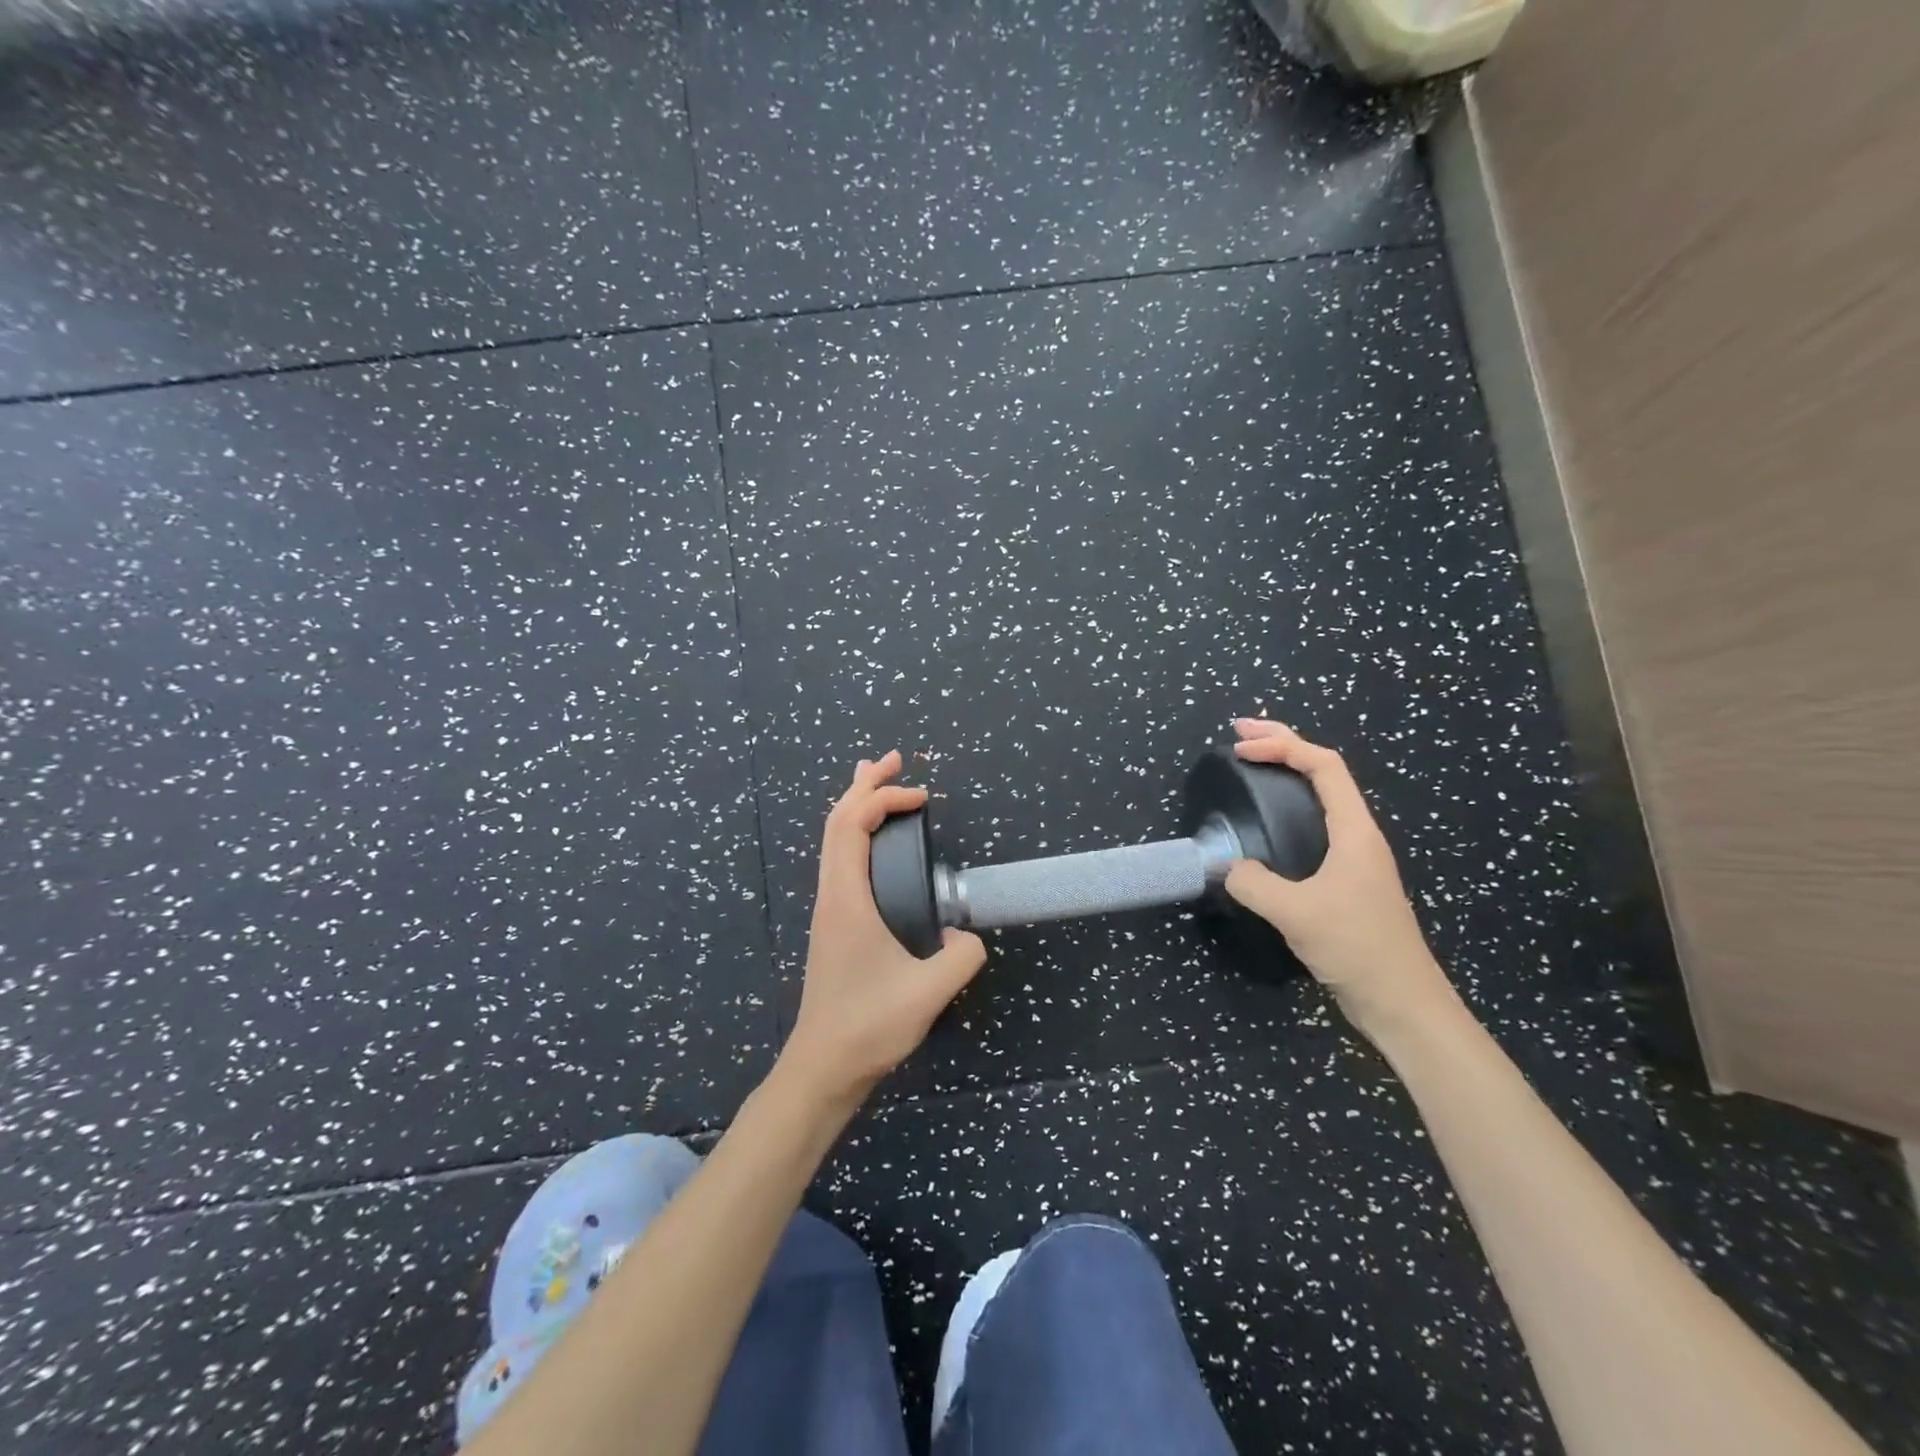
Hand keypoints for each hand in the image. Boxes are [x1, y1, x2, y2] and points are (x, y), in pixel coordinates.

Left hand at [781, 751, 987, 1106]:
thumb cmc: (868, 1026)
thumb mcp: (926, 993)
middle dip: (864, 785)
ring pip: (834, 841)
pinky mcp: (834, 925)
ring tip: (878, 782)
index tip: (923, 798)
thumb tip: (970, 938)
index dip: (884, 799)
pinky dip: (856, 834)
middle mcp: (831, 895)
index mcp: (846, 899)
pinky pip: (840, 861)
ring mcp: (829, 910)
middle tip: (893, 760)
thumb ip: (960, 959)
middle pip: (837, 822)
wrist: (822, 1068)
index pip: (852, 825)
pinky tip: (873, 844)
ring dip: (856, 806)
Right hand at [1223, 719, 1455, 1041]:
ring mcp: (1354, 859)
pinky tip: (1268, 825)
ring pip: (1320, 798)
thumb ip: (1254, 883)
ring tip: (1252, 765)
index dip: (1282, 746)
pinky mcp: (1347, 882)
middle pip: (1323, 772)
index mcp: (1355, 831)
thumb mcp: (1296, 913)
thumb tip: (1228, 867)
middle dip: (1283, 745)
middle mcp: (1358, 836)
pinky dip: (1288, 809)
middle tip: (1240, 734)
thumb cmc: (1356, 947)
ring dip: (1287, 774)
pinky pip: (1315, 826)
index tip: (1240, 747)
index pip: (1323, 766)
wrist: (1402, 1002)